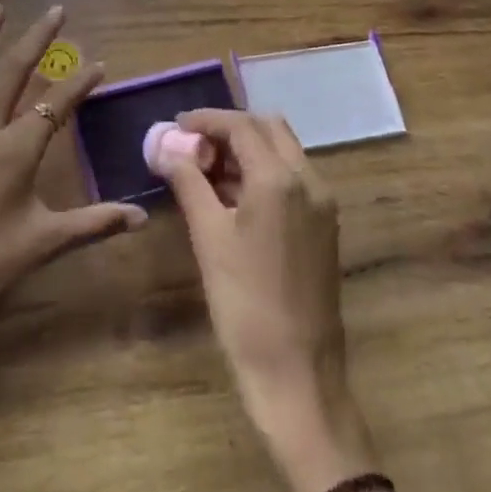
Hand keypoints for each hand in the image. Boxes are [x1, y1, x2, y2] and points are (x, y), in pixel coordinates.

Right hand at [153, 110, 393, 491]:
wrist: (297, 371)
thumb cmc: (244, 303)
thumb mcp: (208, 237)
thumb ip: (188, 182)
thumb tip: (165, 147)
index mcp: (280, 178)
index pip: (242, 125)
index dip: (206, 120)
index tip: (176, 126)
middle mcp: (309, 180)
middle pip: (269, 128)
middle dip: (230, 129)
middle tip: (194, 146)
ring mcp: (323, 203)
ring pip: (284, 151)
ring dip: (248, 149)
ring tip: (207, 170)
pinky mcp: (325, 225)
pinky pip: (293, 178)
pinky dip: (263, 172)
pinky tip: (233, 195)